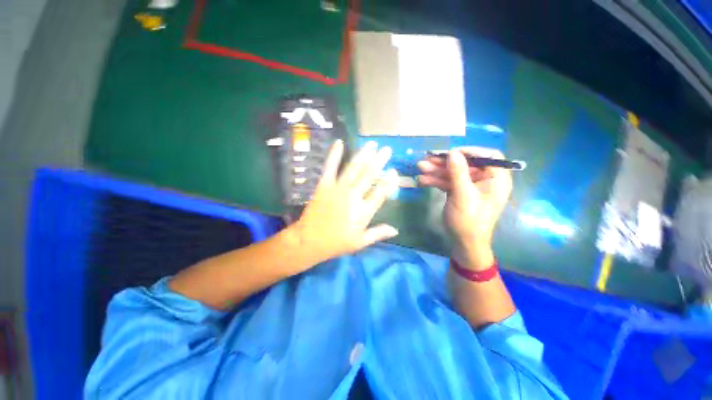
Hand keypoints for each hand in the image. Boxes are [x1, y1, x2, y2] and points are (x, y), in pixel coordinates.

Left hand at [289, 140, 398, 264]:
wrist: (309, 240)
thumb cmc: (336, 243)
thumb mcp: (360, 242)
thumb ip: (378, 233)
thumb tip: (396, 230)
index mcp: (363, 211)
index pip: (381, 192)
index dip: (389, 181)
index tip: (393, 171)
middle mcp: (353, 196)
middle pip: (369, 175)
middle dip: (379, 161)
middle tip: (387, 150)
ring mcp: (338, 188)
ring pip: (354, 168)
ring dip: (364, 155)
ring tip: (372, 144)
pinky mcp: (324, 185)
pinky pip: (330, 167)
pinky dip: (334, 154)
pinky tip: (339, 142)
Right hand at [417, 148, 511, 268]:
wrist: (463, 243)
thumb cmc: (468, 221)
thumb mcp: (463, 195)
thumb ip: (458, 172)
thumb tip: (452, 151)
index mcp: (496, 179)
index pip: (488, 156)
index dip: (470, 151)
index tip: (451, 153)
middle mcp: (485, 180)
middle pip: (465, 164)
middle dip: (445, 162)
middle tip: (427, 159)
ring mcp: (470, 187)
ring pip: (454, 173)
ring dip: (436, 171)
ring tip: (420, 168)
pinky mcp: (459, 192)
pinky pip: (448, 182)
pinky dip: (436, 181)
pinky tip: (422, 180)